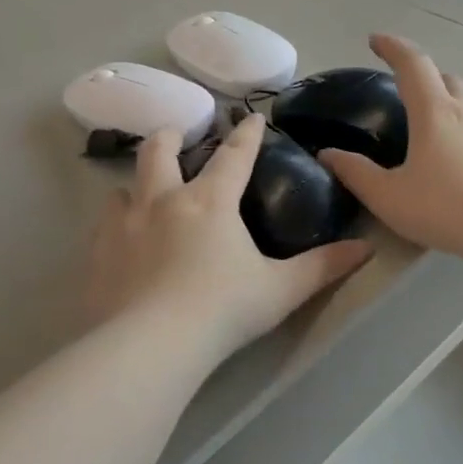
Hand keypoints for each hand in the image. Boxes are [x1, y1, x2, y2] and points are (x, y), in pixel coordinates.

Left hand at [81, 116, 369, 359]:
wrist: (151, 345)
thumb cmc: (224, 310)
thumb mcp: (282, 289)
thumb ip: (323, 267)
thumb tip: (366, 248)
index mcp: (211, 203)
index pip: (234, 157)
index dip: (247, 135)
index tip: (252, 118)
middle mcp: (163, 203)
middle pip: (160, 153)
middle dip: (171, 138)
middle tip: (177, 135)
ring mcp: (123, 227)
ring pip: (122, 188)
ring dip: (135, 185)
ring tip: (142, 195)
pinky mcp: (96, 257)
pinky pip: (101, 227)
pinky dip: (113, 225)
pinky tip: (119, 242)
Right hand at [318, 33, 462, 260]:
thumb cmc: (443, 208)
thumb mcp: (388, 196)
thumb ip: (356, 173)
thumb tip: (328, 154)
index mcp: (434, 112)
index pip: (412, 63)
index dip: (392, 47)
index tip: (376, 41)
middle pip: (445, 77)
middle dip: (424, 75)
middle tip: (406, 90)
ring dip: (449, 101)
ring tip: (434, 123)